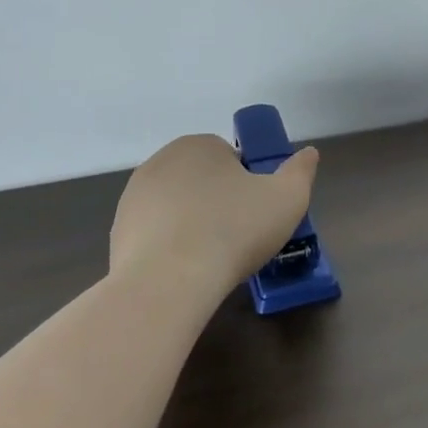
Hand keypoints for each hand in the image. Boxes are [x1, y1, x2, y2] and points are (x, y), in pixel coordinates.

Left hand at [109, 134, 319, 303]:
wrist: (167, 283)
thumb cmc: (233, 230)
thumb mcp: (287, 198)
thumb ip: (301, 171)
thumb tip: (308, 153)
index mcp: (199, 145)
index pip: (231, 157)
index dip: (249, 184)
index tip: (256, 212)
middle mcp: (161, 161)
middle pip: (202, 180)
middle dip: (219, 202)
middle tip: (239, 236)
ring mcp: (134, 197)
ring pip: (177, 207)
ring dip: (193, 223)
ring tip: (213, 258)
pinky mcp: (118, 233)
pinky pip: (156, 234)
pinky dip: (170, 247)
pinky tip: (185, 271)